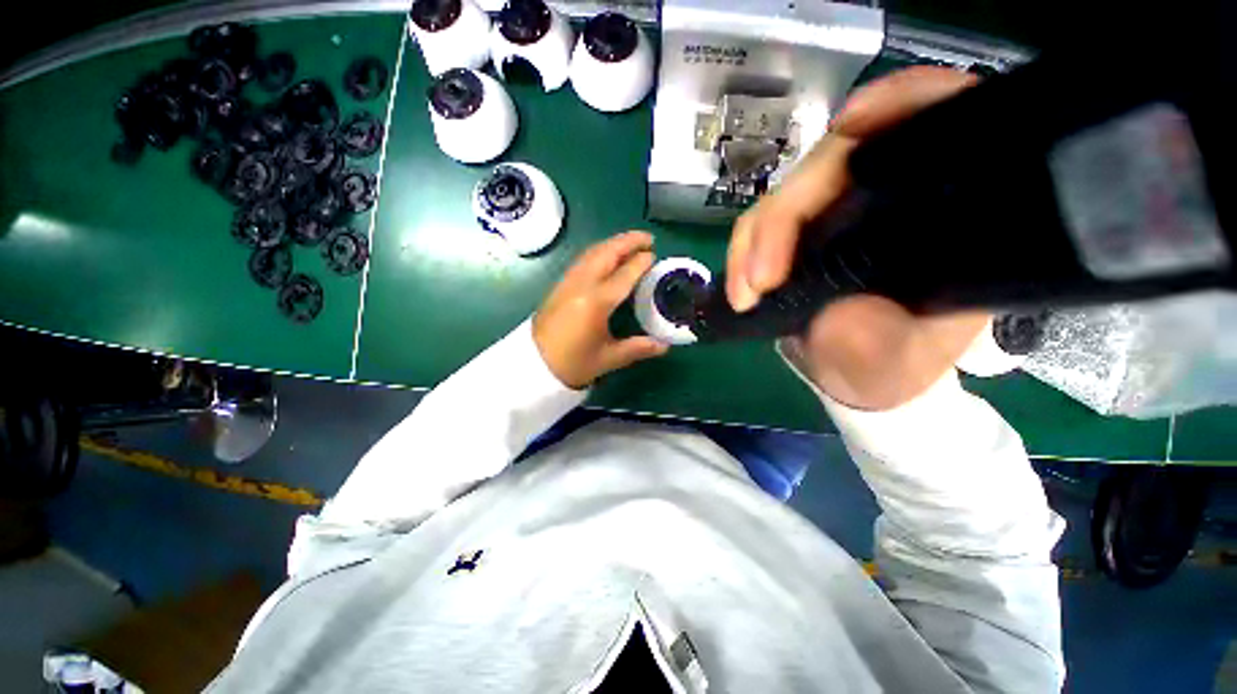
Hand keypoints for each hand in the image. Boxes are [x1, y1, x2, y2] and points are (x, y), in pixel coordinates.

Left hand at [533, 231, 669, 388]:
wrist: (533, 365)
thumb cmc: (572, 363)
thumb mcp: (608, 358)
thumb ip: (638, 348)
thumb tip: (665, 346)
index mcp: (596, 302)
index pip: (623, 274)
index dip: (640, 263)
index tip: (654, 255)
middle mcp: (581, 285)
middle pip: (606, 253)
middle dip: (628, 241)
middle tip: (647, 238)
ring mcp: (568, 282)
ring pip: (592, 252)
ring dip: (613, 243)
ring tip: (630, 243)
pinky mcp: (560, 285)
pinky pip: (583, 259)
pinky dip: (599, 251)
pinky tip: (606, 256)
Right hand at [725, 67, 990, 410]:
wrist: (859, 370)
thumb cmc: (894, 364)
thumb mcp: (899, 365)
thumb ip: (881, 349)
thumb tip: (839, 318)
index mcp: (944, 211)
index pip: (940, 122)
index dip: (902, 102)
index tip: (852, 128)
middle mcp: (889, 197)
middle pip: (836, 161)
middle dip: (786, 214)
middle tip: (758, 281)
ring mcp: (836, 211)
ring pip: (788, 193)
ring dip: (755, 237)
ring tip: (744, 291)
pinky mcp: (799, 231)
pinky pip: (764, 222)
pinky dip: (746, 245)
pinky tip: (741, 277)